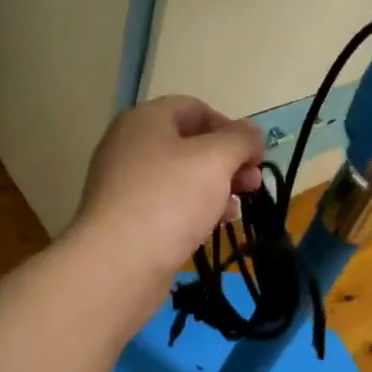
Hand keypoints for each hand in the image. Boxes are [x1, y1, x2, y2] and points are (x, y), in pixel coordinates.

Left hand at [71, 95, 265, 284]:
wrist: (118, 264)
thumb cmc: (169, 199)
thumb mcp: (215, 160)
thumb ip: (240, 139)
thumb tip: (252, 132)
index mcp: (145, 120)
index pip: (194, 108)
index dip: (229, 126)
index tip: (254, 155)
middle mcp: (130, 145)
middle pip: (189, 143)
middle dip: (227, 161)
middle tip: (253, 184)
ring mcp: (125, 183)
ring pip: (181, 176)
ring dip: (215, 187)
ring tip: (237, 210)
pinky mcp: (126, 218)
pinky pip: (167, 204)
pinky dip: (194, 209)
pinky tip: (213, 226)